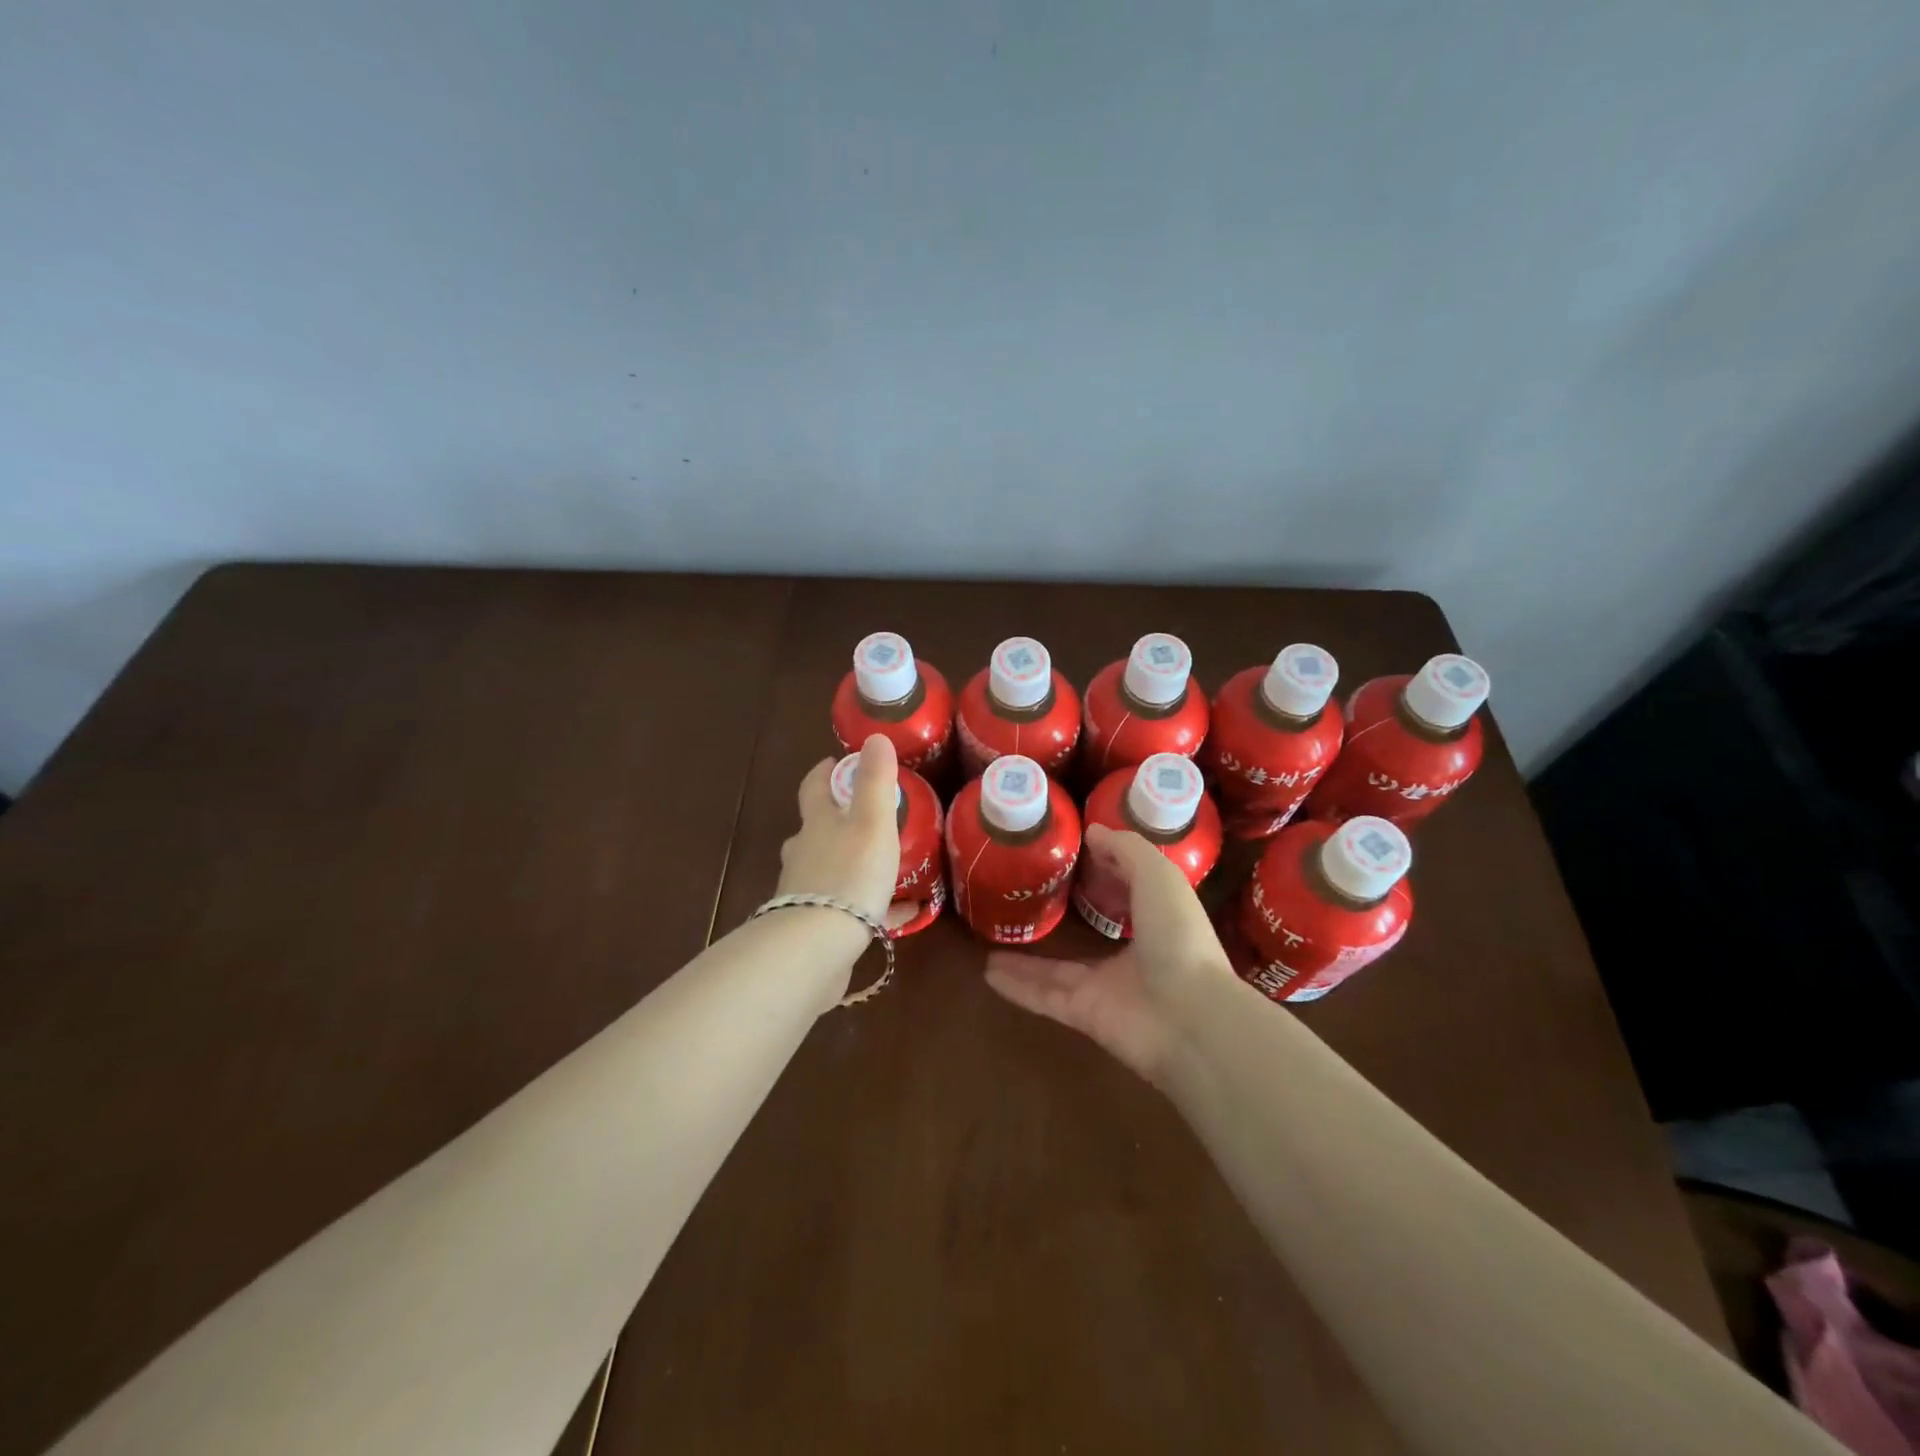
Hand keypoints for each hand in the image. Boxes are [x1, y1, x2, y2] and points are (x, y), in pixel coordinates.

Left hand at [777, 735, 901, 923]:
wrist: (817, 944)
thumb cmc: (849, 874)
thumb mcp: (871, 822)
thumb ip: (875, 781)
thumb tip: (874, 736)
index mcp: (817, 825)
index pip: (814, 788)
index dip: (824, 772)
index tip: (836, 762)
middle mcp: (804, 854)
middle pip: (815, 830)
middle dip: (834, 820)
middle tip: (863, 816)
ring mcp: (806, 892)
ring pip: (827, 869)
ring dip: (849, 862)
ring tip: (880, 865)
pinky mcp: (815, 926)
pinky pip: (847, 909)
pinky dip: (871, 906)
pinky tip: (898, 915)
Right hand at [985, 824, 1234, 1084]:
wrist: (1190, 1016)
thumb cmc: (1178, 937)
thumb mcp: (1159, 876)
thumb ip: (1127, 851)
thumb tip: (1093, 832)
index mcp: (1156, 920)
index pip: (1127, 894)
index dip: (1105, 874)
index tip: (1072, 856)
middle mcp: (1132, 955)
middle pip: (1088, 936)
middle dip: (1064, 920)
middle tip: (1027, 902)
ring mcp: (1106, 987)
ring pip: (1057, 970)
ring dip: (1025, 961)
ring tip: (992, 946)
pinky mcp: (1084, 1014)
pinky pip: (1043, 996)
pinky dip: (1017, 987)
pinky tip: (988, 974)